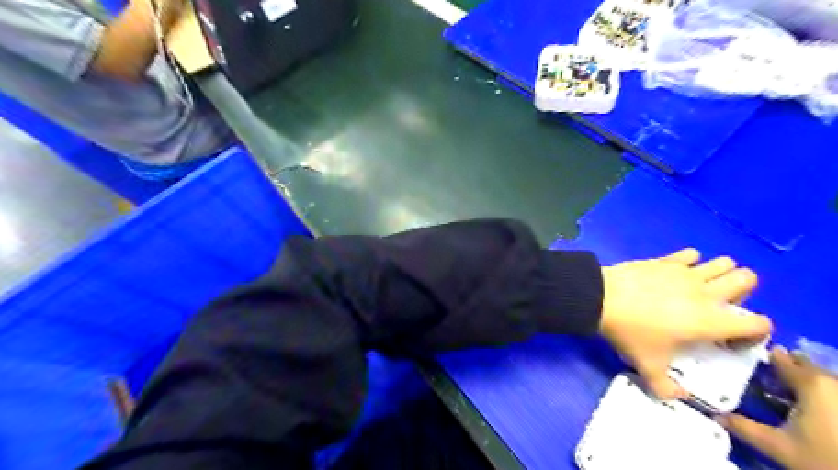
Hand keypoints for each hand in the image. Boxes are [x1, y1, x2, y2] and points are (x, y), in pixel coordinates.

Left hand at [604, 248, 771, 397]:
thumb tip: (678, 396)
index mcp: (711, 321)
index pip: (760, 323)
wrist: (601, 299)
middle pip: (748, 279)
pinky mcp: (665, 260)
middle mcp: (706, 293)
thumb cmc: (631, 333)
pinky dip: (689, 261)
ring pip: (723, 262)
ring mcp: (685, 272)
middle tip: (719, 306)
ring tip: (701, 288)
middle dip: (742, 292)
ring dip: (720, 273)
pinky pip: (690, 253)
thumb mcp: (647, 366)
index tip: (731, 340)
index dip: (755, 333)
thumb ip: (666, 388)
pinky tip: (675, 273)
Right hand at [716, 348, 837, 468]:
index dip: (765, 358)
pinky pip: (833, 393)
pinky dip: (822, 396)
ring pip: (825, 380)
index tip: (749, 358)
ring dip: (806, 382)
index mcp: (812, 383)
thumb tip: (715, 415)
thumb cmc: (824, 460)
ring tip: (789, 393)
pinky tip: (811, 410)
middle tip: (769, 377)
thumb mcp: (777, 446)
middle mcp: (834, 383)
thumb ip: (743, 427)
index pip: (783, 359)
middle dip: (788, 369)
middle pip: (807, 366)